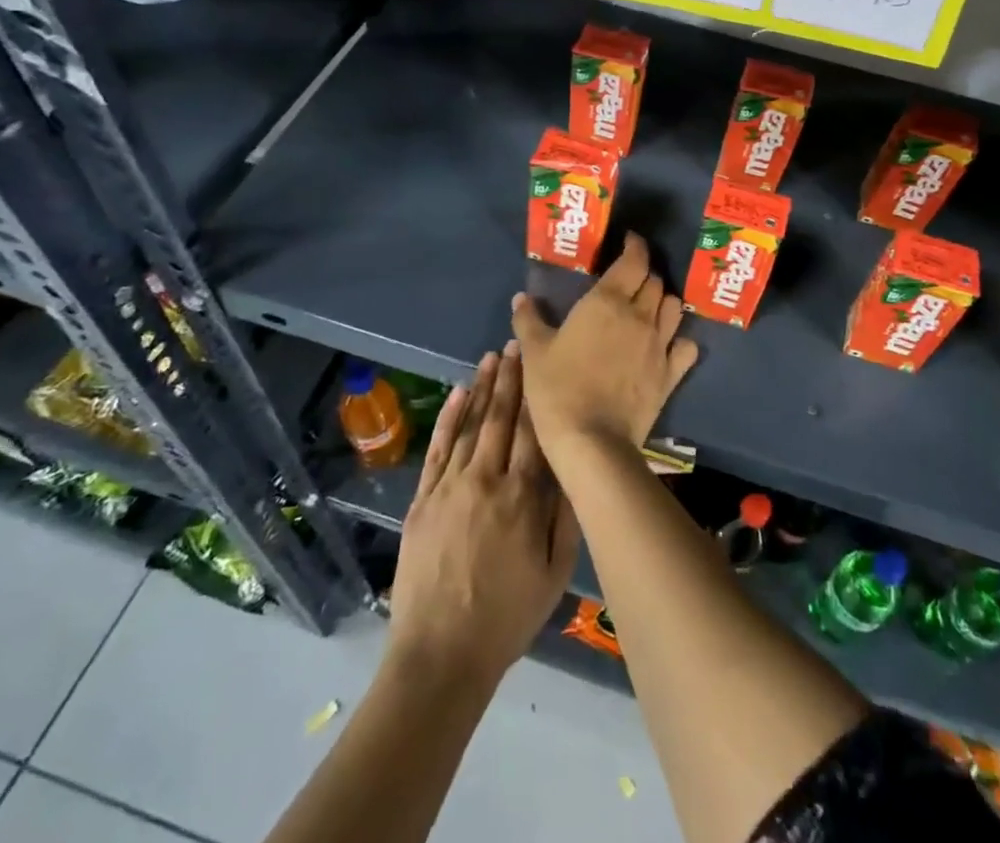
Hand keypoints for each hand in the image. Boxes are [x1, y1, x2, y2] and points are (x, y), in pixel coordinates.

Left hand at [387, 350, 579, 688]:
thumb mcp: (555, 574)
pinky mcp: (423, 498)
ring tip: (493, 356)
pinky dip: (448, 417)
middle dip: (512, 379)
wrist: (440, 655)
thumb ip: (566, 516)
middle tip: (518, 345)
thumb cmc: (507, 617)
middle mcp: (486, 480)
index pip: (534, 431)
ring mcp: (450, 486)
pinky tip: (459, 392)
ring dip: (483, 388)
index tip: (543, 363)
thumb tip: (575, 466)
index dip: (539, 394)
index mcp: (523, 497)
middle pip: (501, 418)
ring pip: (471, 425)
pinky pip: (438, 448)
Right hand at [510, 232, 699, 462]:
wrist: (591, 440)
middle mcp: (640, 315)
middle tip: (630, 280)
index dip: (636, 246)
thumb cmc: (558, 388)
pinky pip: (686, 346)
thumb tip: (520, 298)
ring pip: (674, 308)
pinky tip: (669, 344)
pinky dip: (680, 340)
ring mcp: (660, 344)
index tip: (630, 242)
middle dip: (645, 275)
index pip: (634, 261)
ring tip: (650, 307)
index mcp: (607, 301)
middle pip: (654, 282)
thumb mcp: (534, 351)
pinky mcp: (670, 374)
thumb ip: (528, 320)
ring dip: (663, 302)